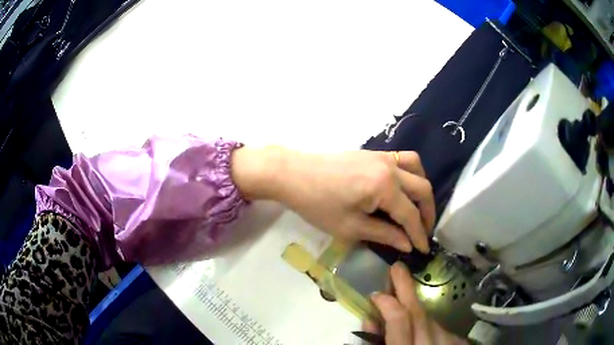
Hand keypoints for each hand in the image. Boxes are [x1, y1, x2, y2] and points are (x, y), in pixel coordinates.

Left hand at [231, 146, 434, 252]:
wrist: (293, 174)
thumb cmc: (318, 204)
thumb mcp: (351, 227)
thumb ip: (384, 234)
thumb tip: (407, 244)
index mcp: (385, 186)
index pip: (411, 215)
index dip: (419, 235)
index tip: (424, 250)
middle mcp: (390, 167)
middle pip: (422, 189)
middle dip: (428, 213)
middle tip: (423, 233)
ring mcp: (383, 156)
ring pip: (417, 169)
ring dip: (423, 190)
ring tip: (418, 210)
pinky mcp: (374, 153)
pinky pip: (403, 160)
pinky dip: (411, 175)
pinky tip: (403, 191)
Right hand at [368, 262, 466, 344]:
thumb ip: (375, 344)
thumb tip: (370, 321)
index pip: (400, 323)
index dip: (388, 305)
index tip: (375, 294)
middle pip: (419, 315)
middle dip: (406, 290)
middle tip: (397, 268)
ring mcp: (450, 343)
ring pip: (431, 319)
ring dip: (415, 308)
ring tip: (404, 298)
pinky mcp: (458, 343)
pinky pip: (440, 328)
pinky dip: (427, 323)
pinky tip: (421, 327)